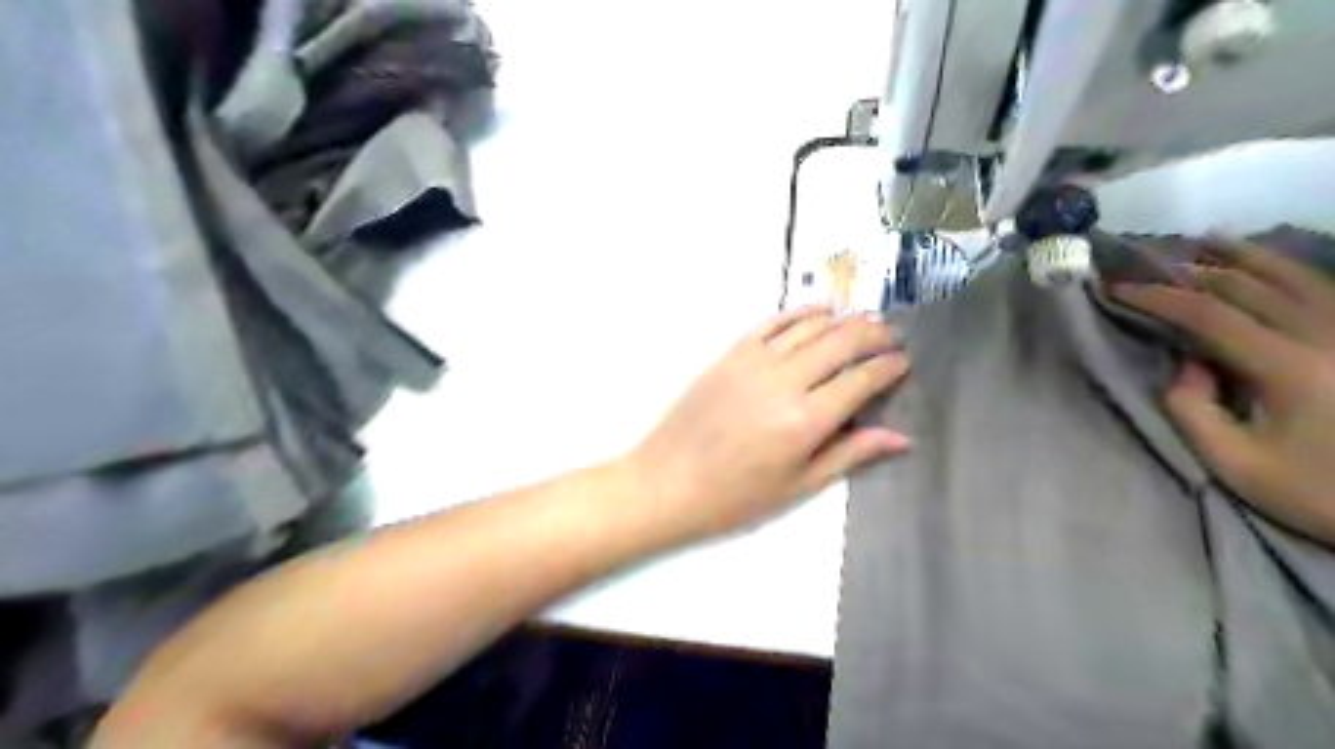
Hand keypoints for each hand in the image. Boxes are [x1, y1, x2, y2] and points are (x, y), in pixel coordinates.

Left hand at [622, 308, 914, 546]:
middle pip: (841, 342)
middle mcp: (785, 381)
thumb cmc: (736, 496)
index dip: (888, 367)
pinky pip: (773, 322)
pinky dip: (800, 313)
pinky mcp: (731, 353)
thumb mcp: (799, 485)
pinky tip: (818, 312)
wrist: (668, 481)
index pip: (860, 380)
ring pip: (810, 326)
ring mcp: (755, 361)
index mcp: (806, 420)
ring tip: (864, 321)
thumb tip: (900, 437)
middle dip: (873, 335)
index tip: (903, 362)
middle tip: (891, 335)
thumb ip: (850, 454)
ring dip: (842, 319)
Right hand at [1114, 238, 1333, 545]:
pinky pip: (1325, 290)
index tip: (1118, 290)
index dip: (1158, 297)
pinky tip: (1270, 263)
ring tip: (1208, 241)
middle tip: (1150, 265)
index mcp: (1289, 366)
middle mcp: (1326, 335)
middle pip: (1249, 286)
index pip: (1209, 314)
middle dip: (1192, 272)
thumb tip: (1187, 365)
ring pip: (1295, 276)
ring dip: (1244, 256)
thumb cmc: (1322, 492)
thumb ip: (1194, 411)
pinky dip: (1289, 269)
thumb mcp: (1238, 465)